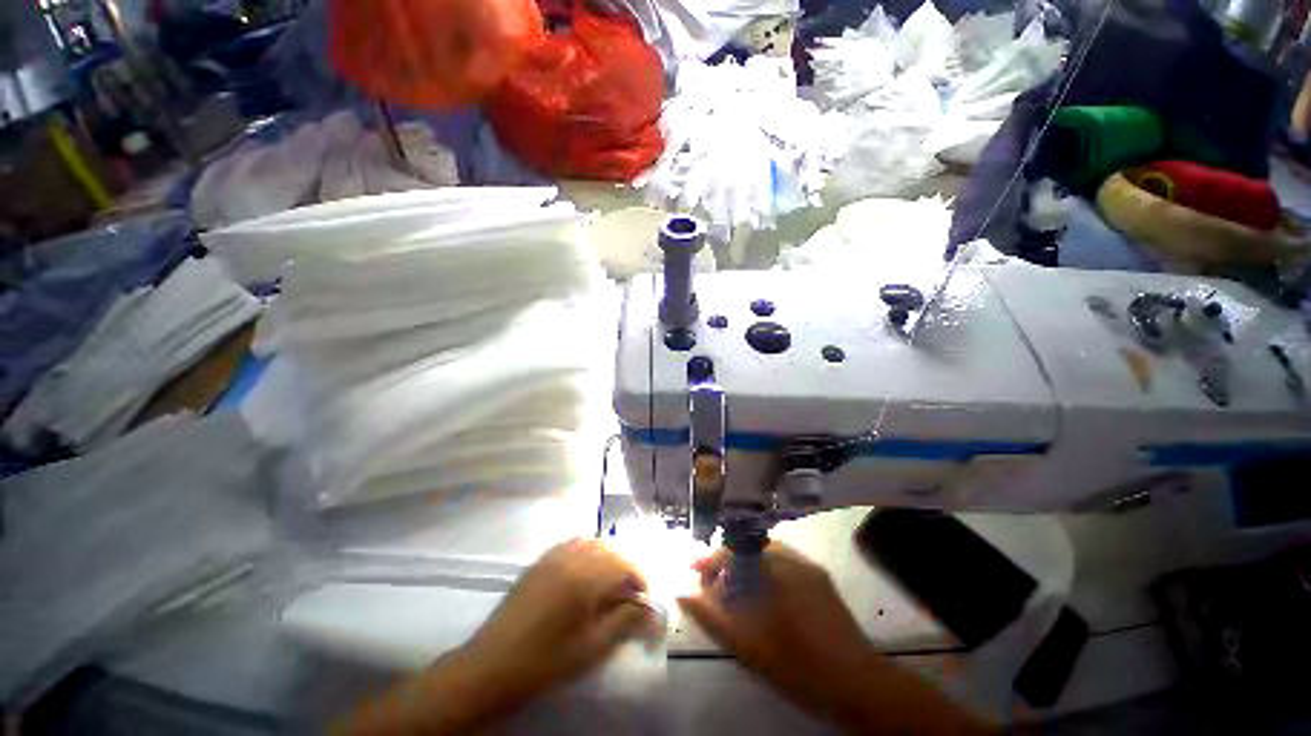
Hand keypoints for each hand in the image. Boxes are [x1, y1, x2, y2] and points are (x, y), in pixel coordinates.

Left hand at [462, 537, 655, 703]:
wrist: (491, 665)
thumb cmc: (545, 661)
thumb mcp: (590, 648)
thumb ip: (623, 621)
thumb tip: (646, 607)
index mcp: (585, 577)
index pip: (625, 564)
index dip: (640, 579)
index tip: (644, 600)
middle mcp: (571, 557)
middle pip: (610, 549)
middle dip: (626, 567)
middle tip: (630, 593)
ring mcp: (553, 556)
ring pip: (592, 543)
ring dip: (608, 557)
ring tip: (611, 583)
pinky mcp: (540, 561)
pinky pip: (572, 544)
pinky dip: (587, 552)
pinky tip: (586, 572)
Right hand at [678, 543, 990, 733]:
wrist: (860, 684)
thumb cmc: (801, 667)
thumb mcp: (750, 648)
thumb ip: (713, 619)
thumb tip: (683, 595)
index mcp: (775, 572)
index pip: (734, 549)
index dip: (711, 558)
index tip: (694, 569)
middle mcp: (792, 559)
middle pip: (748, 546)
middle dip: (726, 560)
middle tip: (713, 583)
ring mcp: (809, 566)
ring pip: (765, 552)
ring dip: (745, 564)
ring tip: (733, 589)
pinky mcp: (820, 576)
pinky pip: (783, 560)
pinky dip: (763, 569)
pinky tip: (761, 593)